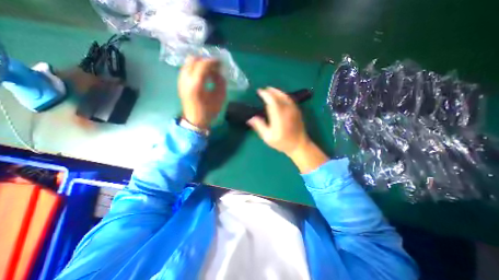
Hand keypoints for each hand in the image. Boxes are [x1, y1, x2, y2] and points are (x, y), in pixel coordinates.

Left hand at [178, 57, 227, 130]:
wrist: (194, 120)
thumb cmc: (208, 112)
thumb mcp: (219, 99)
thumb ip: (221, 83)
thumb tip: (220, 73)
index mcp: (196, 85)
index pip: (203, 64)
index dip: (213, 61)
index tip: (221, 63)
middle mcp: (185, 79)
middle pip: (193, 59)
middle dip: (206, 60)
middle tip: (215, 66)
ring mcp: (181, 80)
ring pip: (189, 63)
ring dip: (200, 63)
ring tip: (210, 70)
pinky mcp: (180, 83)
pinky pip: (186, 68)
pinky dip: (195, 67)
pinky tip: (202, 75)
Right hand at [246, 88, 308, 154]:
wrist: (299, 145)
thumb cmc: (282, 142)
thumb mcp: (268, 137)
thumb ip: (259, 126)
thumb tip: (250, 118)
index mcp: (279, 116)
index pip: (272, 100)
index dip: (265, 94)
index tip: (259, 91)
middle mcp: (287, 110)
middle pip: (279, 96)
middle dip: (270, 91)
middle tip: (263, 90)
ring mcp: (294, 109)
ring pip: (285, 96)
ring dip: (277, 91)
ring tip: (270, 90)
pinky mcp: (297, 110)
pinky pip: (289, 99)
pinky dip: (283, 95)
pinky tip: (280, 96)